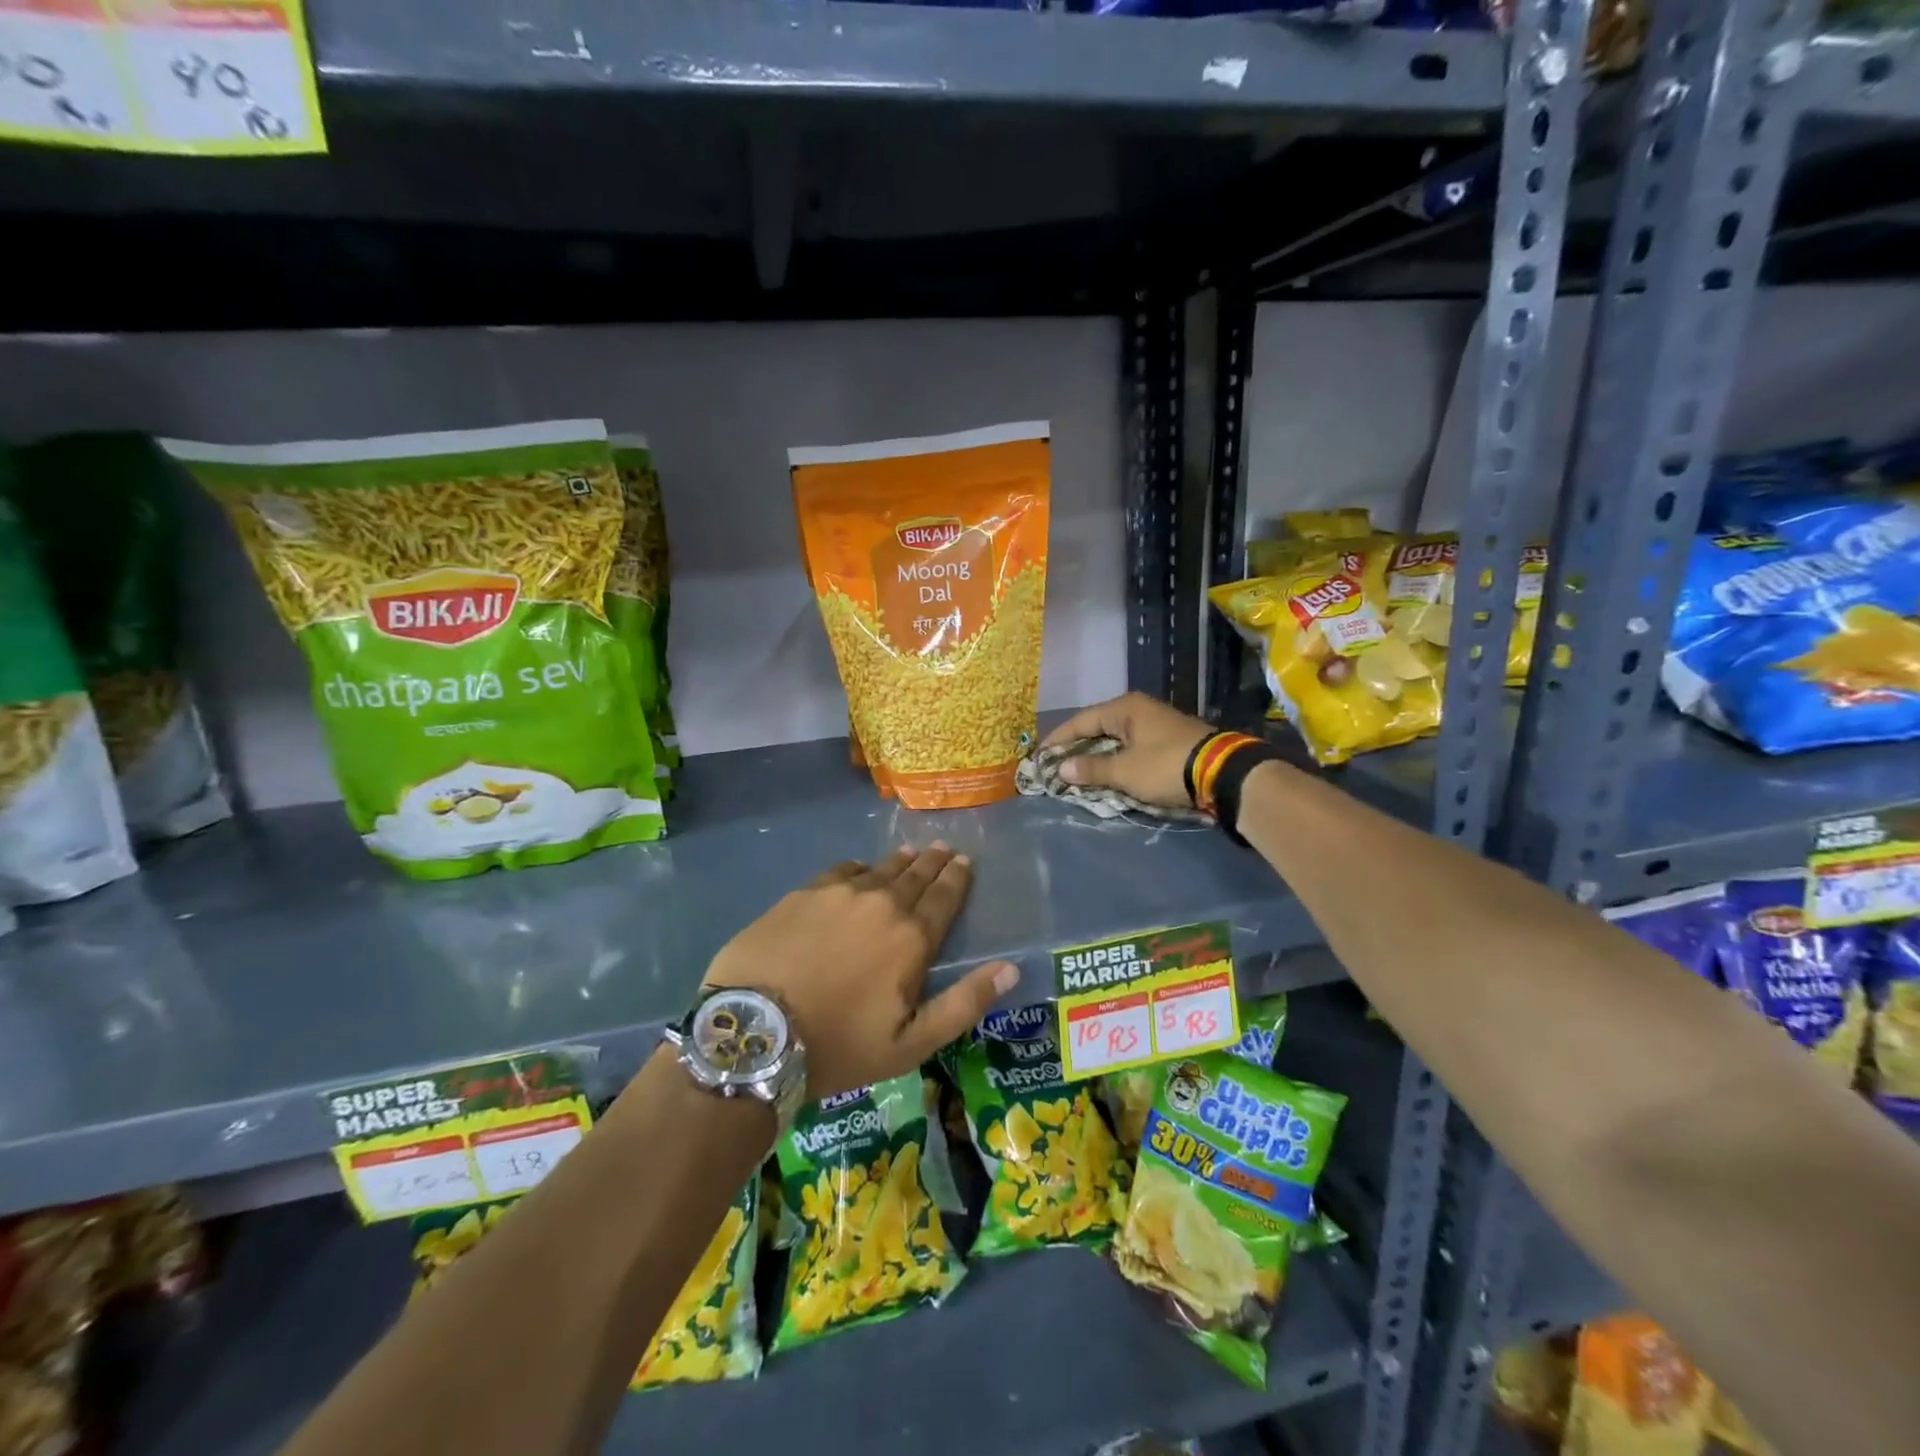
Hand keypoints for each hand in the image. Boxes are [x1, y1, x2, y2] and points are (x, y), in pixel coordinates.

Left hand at [703, 846, 1018, 1100]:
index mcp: (911, 938)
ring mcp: (837, 894)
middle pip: (915, 875)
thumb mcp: (911, 1044)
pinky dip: (858, 869)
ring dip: (900, 861)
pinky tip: (859, 870)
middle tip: (944, 849)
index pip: (944, 897)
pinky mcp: (801, 894)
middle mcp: (880, 903)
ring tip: (911, 852)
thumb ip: (964, 1003)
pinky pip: (840, 871)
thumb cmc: (839, 1046)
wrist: (755, 1033)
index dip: (957, 878)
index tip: (964, 861)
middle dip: (933, 862)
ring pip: (879, 869)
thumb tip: (1010, 969)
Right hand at [1040, 692, 1213, 808]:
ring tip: (1076, 774)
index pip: (1080, 721)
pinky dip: (1115, 760)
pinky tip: (1107, 774)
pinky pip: (1130, 748)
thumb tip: (1061, 769)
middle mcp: (1138, 710)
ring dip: (1096, 756)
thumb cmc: (1166, 766)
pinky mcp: (1168, 741)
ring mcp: (1155, 724)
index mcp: (1124, 708)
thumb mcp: (1125, 771)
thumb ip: (1092, 769)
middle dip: (1076, 748)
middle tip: (1055, 767)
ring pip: (1114, 739)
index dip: (1058, 740)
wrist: (1223, 774)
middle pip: (1097, 728)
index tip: (1040, 757)